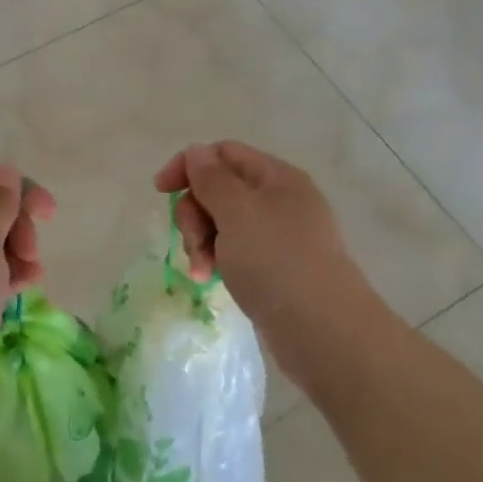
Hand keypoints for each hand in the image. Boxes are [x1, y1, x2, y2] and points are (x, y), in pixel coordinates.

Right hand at [154, 142, 380, 357]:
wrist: (321, 329)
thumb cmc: (276, 261)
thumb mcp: (237, 212)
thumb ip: (211, 179)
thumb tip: (197, 152)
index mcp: (276, 177)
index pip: (223, 153)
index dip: (189, 165)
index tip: (161, 191)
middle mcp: (279, 200)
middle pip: (219, 190)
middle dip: (194, 213)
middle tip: (193, 242)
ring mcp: (277, 236)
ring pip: (222, 224)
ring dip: (202, 242)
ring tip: (202, 271)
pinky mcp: (273, 267)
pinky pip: (234, 251)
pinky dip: (217, 261)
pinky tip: (210, 280)